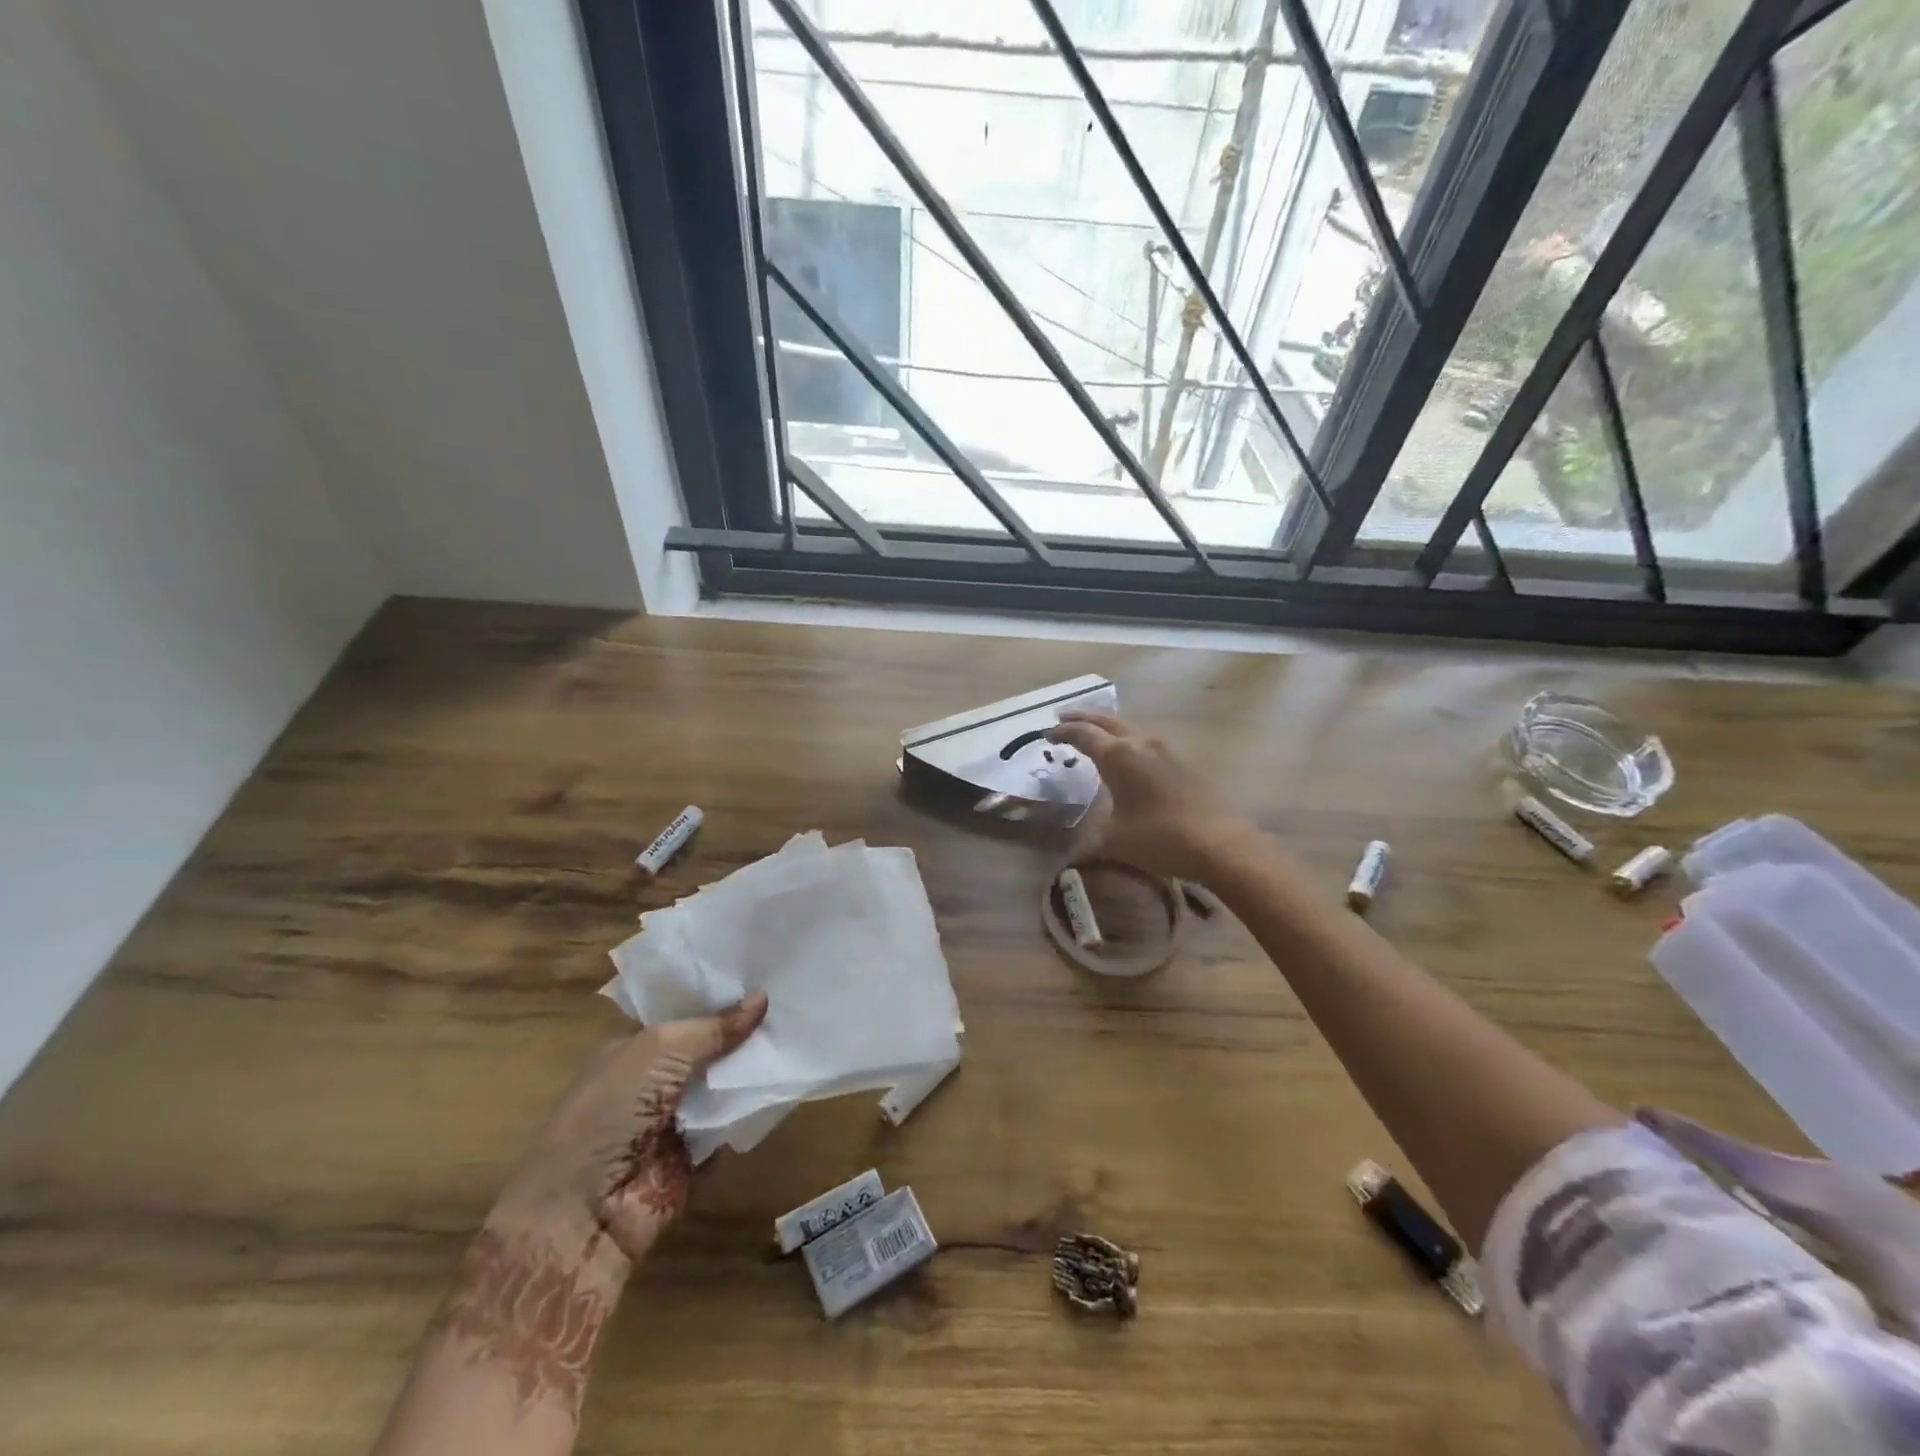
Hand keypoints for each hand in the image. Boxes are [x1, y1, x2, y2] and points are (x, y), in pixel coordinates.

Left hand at [493, 995, 768, 1263]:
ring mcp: (675, 1119)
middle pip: (709, 1048)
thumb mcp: (661, 1051)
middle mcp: (655, 1080)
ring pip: (724, 1085)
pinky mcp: (694, 1156)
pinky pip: (732, 1125)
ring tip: (799, 1036)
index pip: (684, 1012)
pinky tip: (786, 1085)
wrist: (583, 1211)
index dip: (719, 996)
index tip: (763, 975)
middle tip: (792, 1003)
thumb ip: (713, 1027)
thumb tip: (763, 998)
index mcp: (635, 1048)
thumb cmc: (611, 1111)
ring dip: (753, 1069)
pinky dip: (754, 1111)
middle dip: (744, 1031)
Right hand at [1048, 712, 1263, 882]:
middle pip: (1106, 720)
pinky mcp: (1182, 763)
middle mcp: (1141, 744)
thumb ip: (1087, 845)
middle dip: (1082, 717)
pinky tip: (1128, 754)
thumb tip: (1068, 863)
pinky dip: (1126, 738)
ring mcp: (1166, 750)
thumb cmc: (1160, 838)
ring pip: (1129, 726)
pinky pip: (1145, 739)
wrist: (1221, 844)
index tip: (1047, 735)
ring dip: (1107, 725)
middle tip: (1062, 717)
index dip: (1062, 732)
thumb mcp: (1114, 842)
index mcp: (1118, 755)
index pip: (1083, 734)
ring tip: (1094, 732)